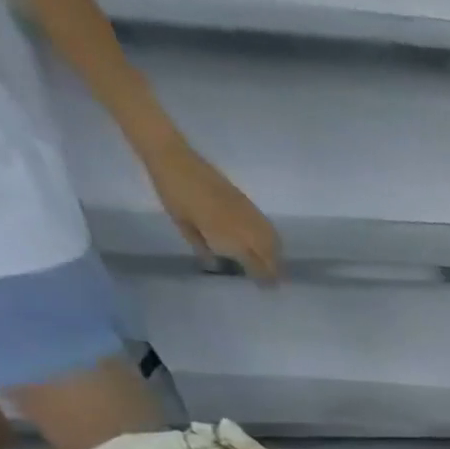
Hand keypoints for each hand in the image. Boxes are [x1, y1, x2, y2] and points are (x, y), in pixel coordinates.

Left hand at [144, 141, 280, 280]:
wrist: (175, 159)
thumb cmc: (173, 193)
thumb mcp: (182, 223)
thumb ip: (201, 244)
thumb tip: (214, 261)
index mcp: (230, 236)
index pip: (256, 263)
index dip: (263, 278)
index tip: (266, 289)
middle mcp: (247, 228)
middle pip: (270, 254)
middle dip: (274, 269)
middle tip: (274, 281)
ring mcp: (250, 215)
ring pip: (273, 241)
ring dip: (276, 255)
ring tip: (274, 264)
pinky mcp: (249, 204)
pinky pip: (268, 228)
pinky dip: (272, 240)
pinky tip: (267, 243)